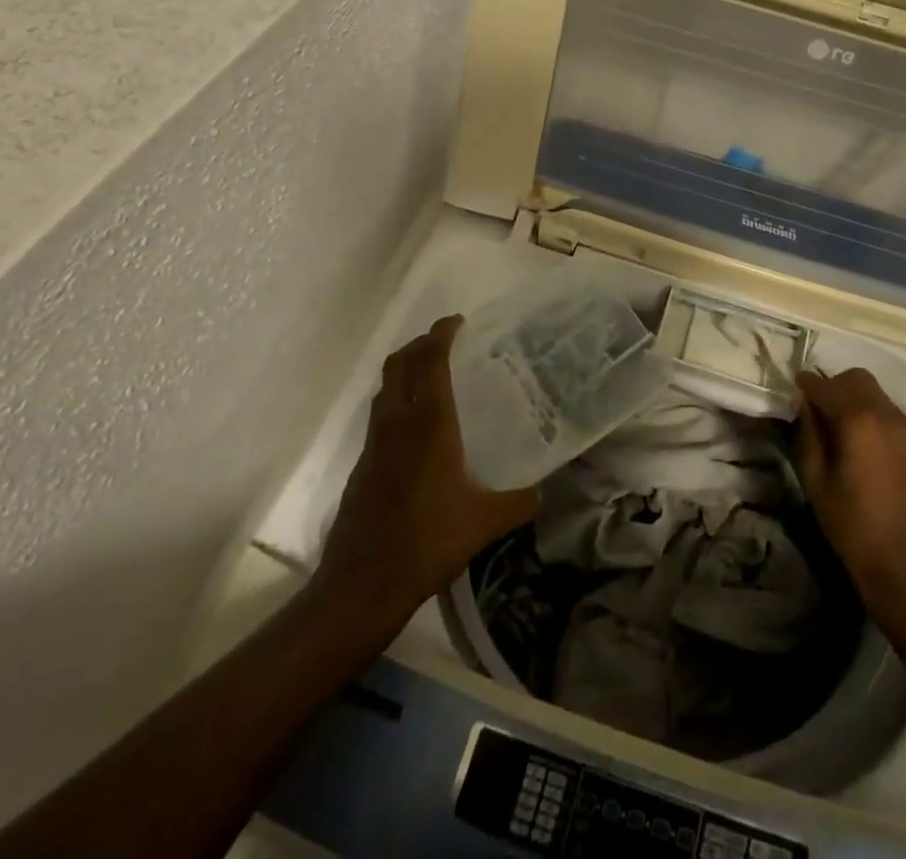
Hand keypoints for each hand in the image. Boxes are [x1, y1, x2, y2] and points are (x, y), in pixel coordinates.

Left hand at [315, 316, 538, 628]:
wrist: (362, 584)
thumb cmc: (427, 543)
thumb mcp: (485, 523)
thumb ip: (520, 502)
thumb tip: (544, 492)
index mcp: (430, 425)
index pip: (431, 362)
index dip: (442, 334)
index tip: (458, 321)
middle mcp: (398, 424)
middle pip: (400, 364)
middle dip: (420, 344)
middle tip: (446, 342)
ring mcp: (374, 444)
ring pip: (385, 388)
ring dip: (405, 370)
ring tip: (432, 376)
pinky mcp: (362, 465)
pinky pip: (380, 416)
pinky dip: (397, 402)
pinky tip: (417, 429)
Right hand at [796, 367, 905, 603]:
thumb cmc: (854, 528)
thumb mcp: (817, 482)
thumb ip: (809, 435)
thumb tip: (804, 405)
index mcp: (857, 419)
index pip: (824, 385)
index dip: (805, 384)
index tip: (794, 389)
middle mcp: (887, 414)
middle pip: (856, 378)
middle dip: (834, 385)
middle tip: (819, 410)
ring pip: (878, 394)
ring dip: (856, 399)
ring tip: (843, 429)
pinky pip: (894, 414)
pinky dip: (875, 416)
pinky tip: (867, 446)